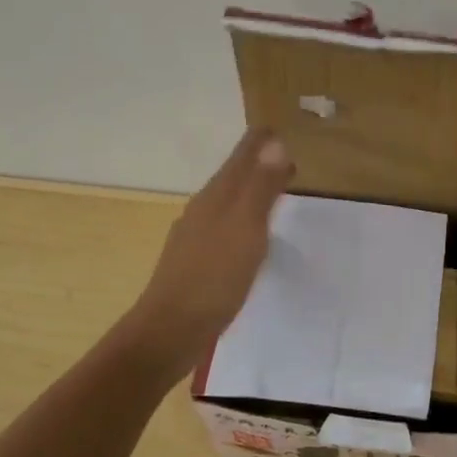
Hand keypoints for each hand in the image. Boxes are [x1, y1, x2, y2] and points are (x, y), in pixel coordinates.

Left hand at [126, 129, 293, 377]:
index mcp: (216, 198)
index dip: (259, 142)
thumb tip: (274, 142)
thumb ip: (260, 187)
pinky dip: (243, 217)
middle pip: (233, 177)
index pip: (240, 158)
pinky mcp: (197, 262)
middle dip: (256, 162)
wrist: (171, 330)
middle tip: (285, 154)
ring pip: (227, 202)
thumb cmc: (213, 277)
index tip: (277, 125)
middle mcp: (203, 211)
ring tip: (273, 188)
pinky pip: (225, 226)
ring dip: (250, 190)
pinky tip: (249, 234)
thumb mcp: (245, 228)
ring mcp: (196, 237)